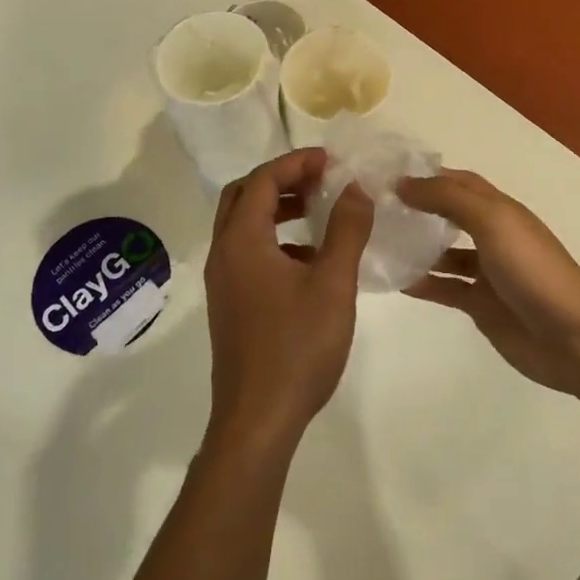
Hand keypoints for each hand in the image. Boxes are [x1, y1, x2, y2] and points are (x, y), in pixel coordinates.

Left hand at [203, 149, 373, 457]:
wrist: (257, 419)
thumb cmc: (297, 346)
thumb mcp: (332, 283)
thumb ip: (346, 230)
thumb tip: (356, 188)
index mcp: (242, 241)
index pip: (263, 180)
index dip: (296, 163)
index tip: (330, 161)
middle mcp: (223, 253)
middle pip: (243, 196)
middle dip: (281, 181)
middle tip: (318, 180)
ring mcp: (223, 281)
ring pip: (243, 226)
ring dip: (276, 210)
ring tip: (317, 212)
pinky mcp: (229, 304)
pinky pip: (247, 253)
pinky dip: (274, 240)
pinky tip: (309, 261)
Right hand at [399, 170, 579, 398]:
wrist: (572, 336)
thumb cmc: (532, 269)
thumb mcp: (491, 220)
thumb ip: (447, 199)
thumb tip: (402, 184)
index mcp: (499, 210)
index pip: (458, 182)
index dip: (427, 176)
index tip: (387, 177)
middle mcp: (493, 236)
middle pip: (450, 215)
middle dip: (418, 209)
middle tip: (376, 210)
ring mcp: (487, 273)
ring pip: (445, 254)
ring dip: (418, 247)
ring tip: (379, 244)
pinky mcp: (482, 306)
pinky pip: (446, 288)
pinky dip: (423, 284)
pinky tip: (397, 282)